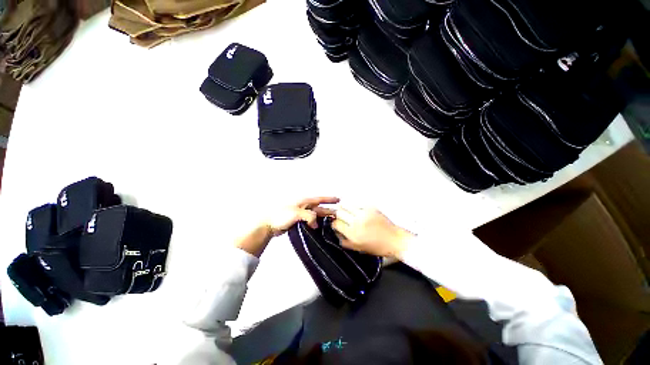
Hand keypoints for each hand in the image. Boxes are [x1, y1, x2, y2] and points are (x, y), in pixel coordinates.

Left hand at [263, 197, 339, 236]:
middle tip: (340, 214)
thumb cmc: (282, 216)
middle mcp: (305, 206)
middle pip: (320, 208)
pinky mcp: (300, 221)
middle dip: (330, 210)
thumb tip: (316, 224)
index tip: (339, 199)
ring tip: (333, 222)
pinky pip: (312, 221)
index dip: (330, 199)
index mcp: (305, 201)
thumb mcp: (296, 213)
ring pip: (317, 215)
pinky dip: (317, 223)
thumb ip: (309, 216)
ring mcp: (302, 214)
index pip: (320, 199)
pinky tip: (321, 227)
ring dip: (324, 218)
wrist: (269, 224)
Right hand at [332, 207, 414, 258]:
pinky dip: (354, 205)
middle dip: (338, 214)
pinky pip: (357, 203)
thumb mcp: (360, 248)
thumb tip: (337, 235)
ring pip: (347, 205)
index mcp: (353, 234)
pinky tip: (355, 209)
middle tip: (340, 216)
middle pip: (339, 212)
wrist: (395, 240)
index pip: (336, 224)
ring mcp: (364, 214)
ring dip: (344, 207)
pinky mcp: (370, 208)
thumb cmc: (379, 247)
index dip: (334, 223)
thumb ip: (346, 242)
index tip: (336, 224)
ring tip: (346, 210)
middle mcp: (357, 222)